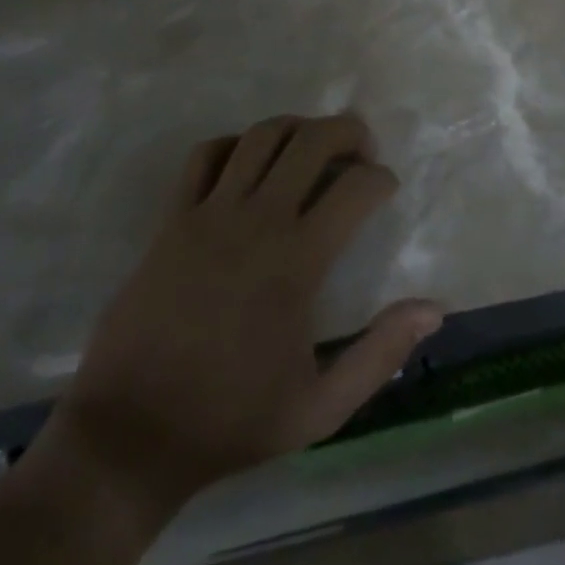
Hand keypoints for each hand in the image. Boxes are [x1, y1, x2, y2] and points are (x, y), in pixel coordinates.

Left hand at [44, 114, 442, 515]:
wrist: (130, 436)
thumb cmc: (231, 420)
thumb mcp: (320, 408)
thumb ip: (380, 354)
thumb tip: (434, 308)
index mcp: (297, 261)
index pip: (356, 187)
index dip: (382, 179)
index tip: (387, 189)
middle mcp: (257, 221)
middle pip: (311, 140)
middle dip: (347, 131)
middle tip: (361, 149)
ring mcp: (209, 214)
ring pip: (261, 136)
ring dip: (296, 128)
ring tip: (311, 146)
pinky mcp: (172, 219)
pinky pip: (205, 155)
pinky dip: (234, 144)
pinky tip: (247, 163)